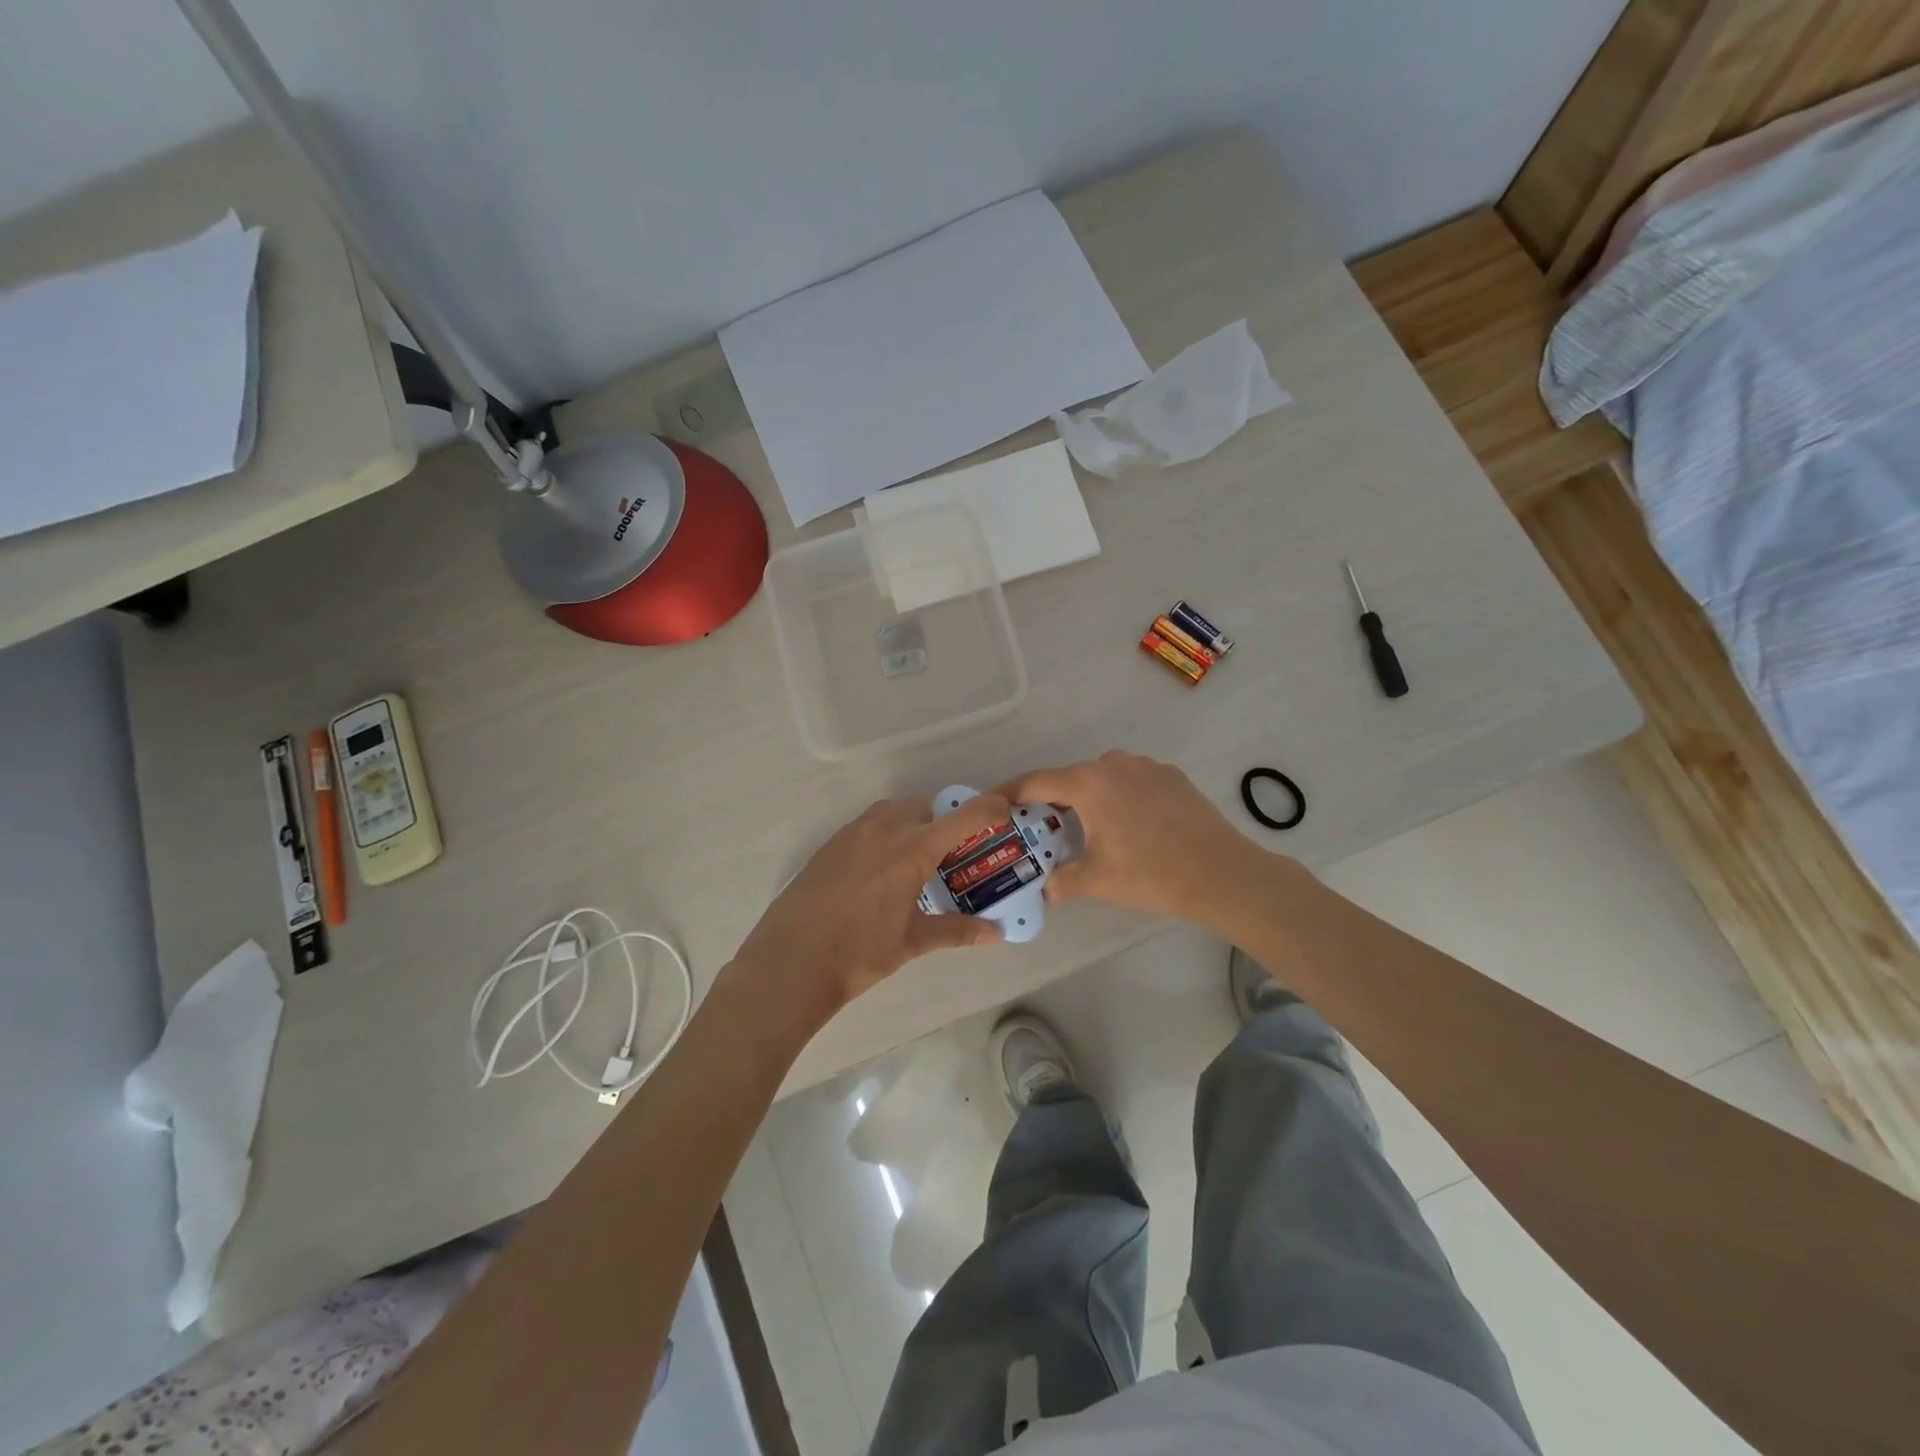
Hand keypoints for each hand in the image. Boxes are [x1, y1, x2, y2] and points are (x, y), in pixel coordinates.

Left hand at [727, 793, 1012, 1021]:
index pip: (963, 816)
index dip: (989, 809)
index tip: (1004, 813)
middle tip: (947, 860)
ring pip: (892, 814)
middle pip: (924, 809)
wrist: (790, 962)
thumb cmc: (859, 953)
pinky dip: (882, 838)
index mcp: (912, 849)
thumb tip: (995, 934)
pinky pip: (866, 827)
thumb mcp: (912, 942)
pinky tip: (876, 876)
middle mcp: (884, 829)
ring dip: (909, 827)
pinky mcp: (829, 844)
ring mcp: (852, 833)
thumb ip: (956, 931)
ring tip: (911, 866)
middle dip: (941, 826)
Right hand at [997, 751, 1276, 931]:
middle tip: (1042, 830)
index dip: (1010, 794)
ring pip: (1103, 779)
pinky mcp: (1171, 776)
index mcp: (1088, 782)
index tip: (994, 804)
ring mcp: (1146, 766)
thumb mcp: (1097, 880)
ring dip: (1090, 801)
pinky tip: (1131, 828)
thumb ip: (1061, 880)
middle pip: (1070, 779)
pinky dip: (1120, 799)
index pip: (1035, 782)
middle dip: (1052, 802)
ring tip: (1089, 832)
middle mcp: (1113, 764)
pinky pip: (1132, 783)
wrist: (1221, 873)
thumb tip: (1045, 888)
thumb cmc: (1150, 873)